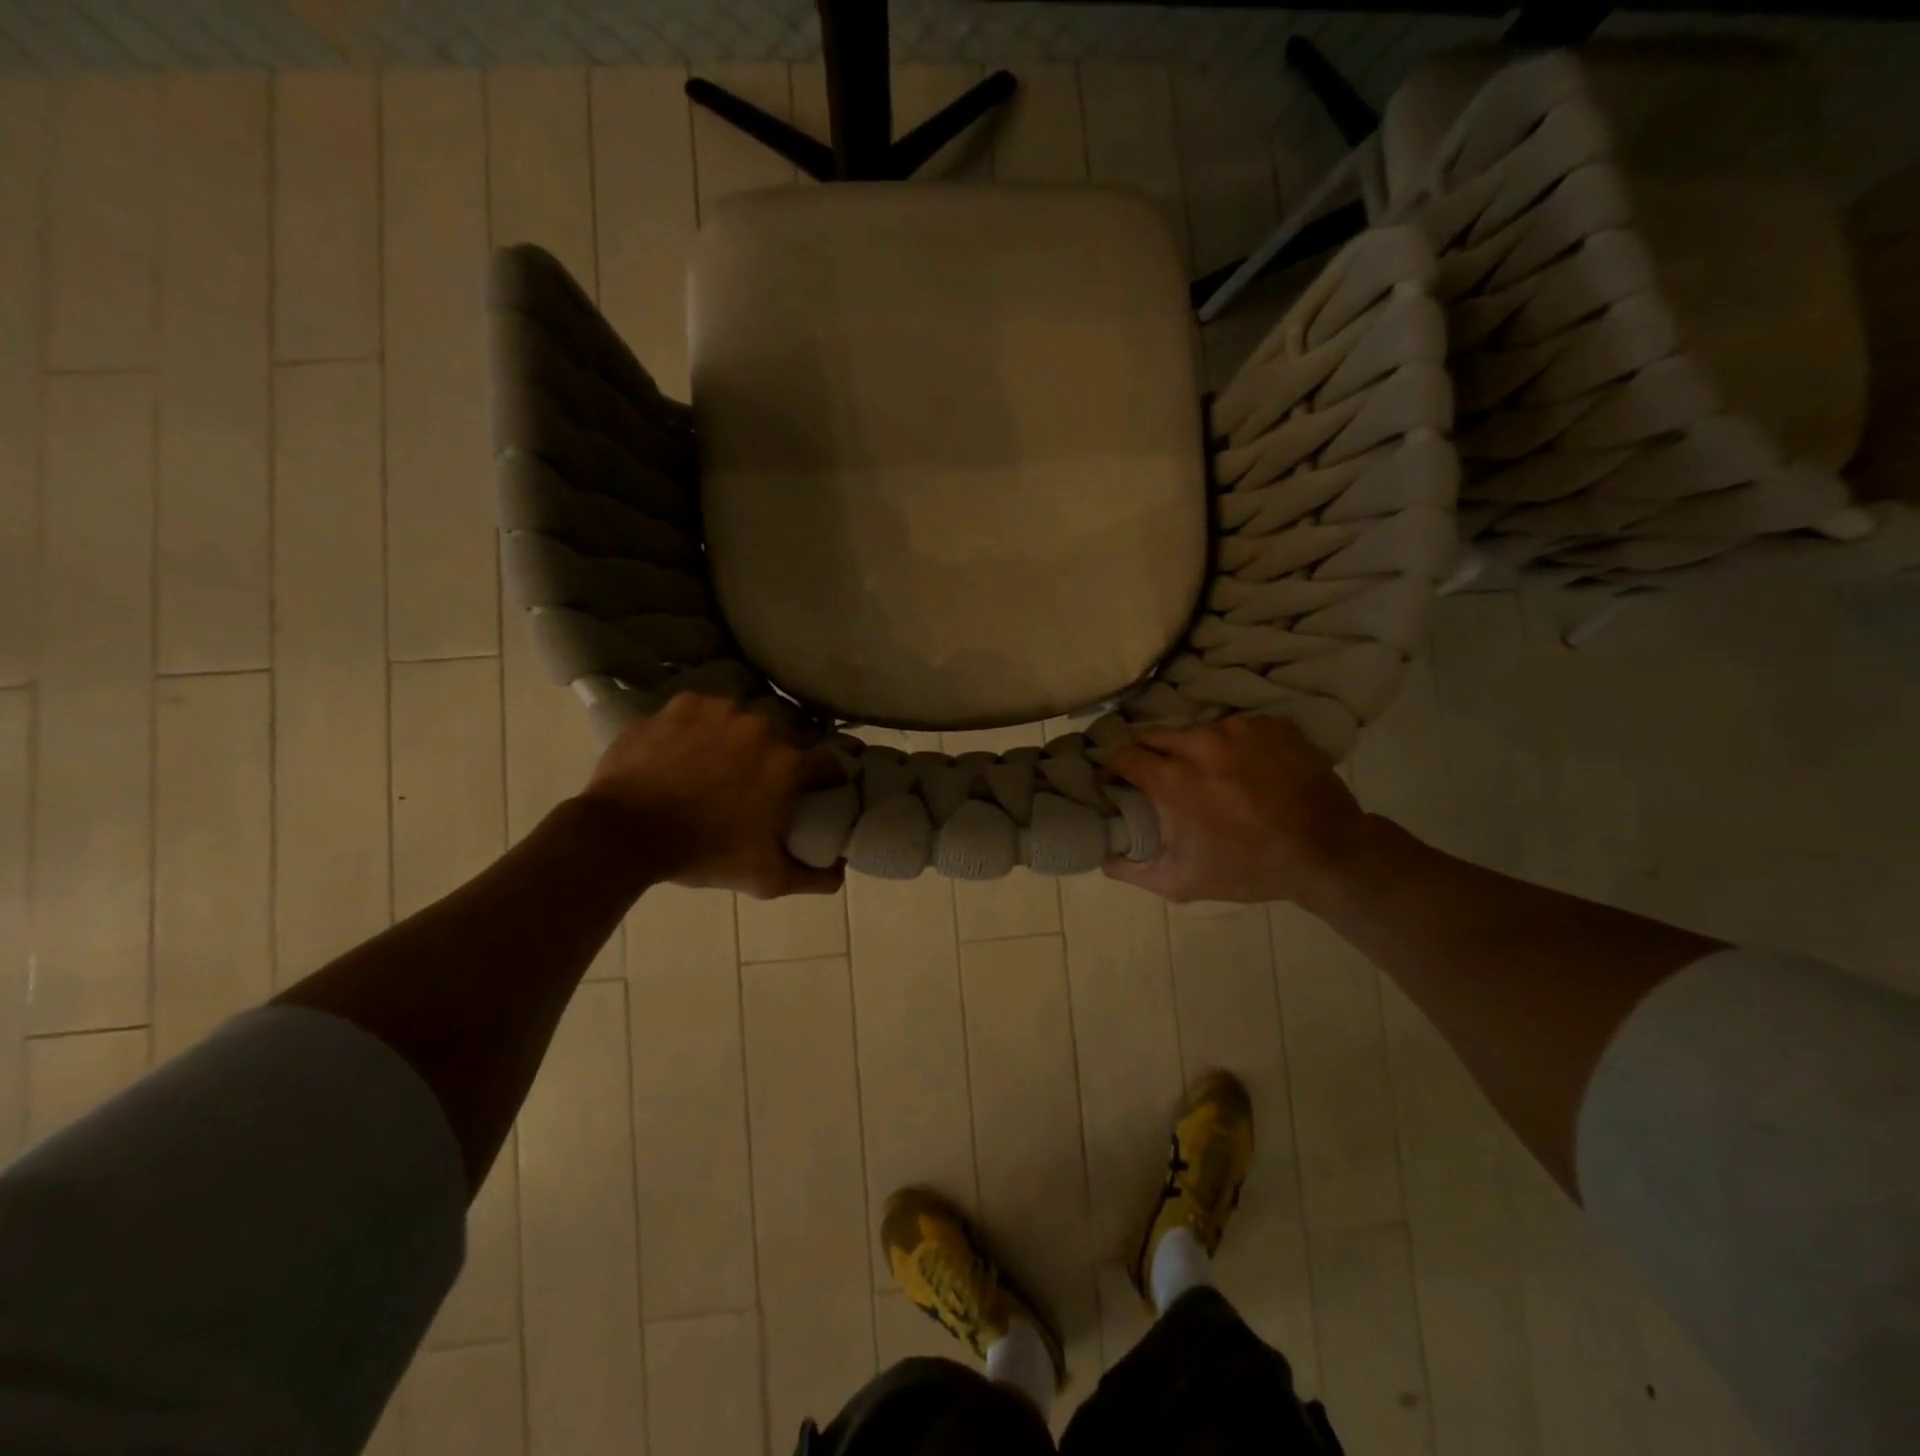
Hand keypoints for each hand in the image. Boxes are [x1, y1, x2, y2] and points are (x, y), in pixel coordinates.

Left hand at [581, 693, 843, 897]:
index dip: (827, 778)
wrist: (625, 832)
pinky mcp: (685, 704)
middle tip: (763, 781)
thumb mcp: (765, 877)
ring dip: (745, 738)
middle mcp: (763, 726)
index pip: (830, 762)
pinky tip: (691, 749)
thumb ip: (813, 877)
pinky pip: (708, 711)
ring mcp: (722, 710)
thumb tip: (840, 873)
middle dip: (784, 756)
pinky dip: (706, 727)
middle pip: (789, 736)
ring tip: (722, 763)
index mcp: (790, 763)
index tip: (817, 791)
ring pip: (748, 719)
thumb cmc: (703, 854)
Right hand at [1102, 715, 1377, 905]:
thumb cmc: (1248, 868)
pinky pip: (1234, 728)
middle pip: (1154, 735)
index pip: (1123, 756)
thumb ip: (1131, 869)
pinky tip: (1241, 767)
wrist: (1326, 852)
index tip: (1113, 782)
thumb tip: (1101, 854)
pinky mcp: (1268, 724)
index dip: (1112, 769)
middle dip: (1147, 753)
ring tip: (1204, 772)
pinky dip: (1229, 744)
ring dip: (1189, 748)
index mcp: (1171, 778)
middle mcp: (1198, 743)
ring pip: (1195, 730)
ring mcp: (1237, 729)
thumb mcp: (1181, 882)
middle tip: (1154, 775)